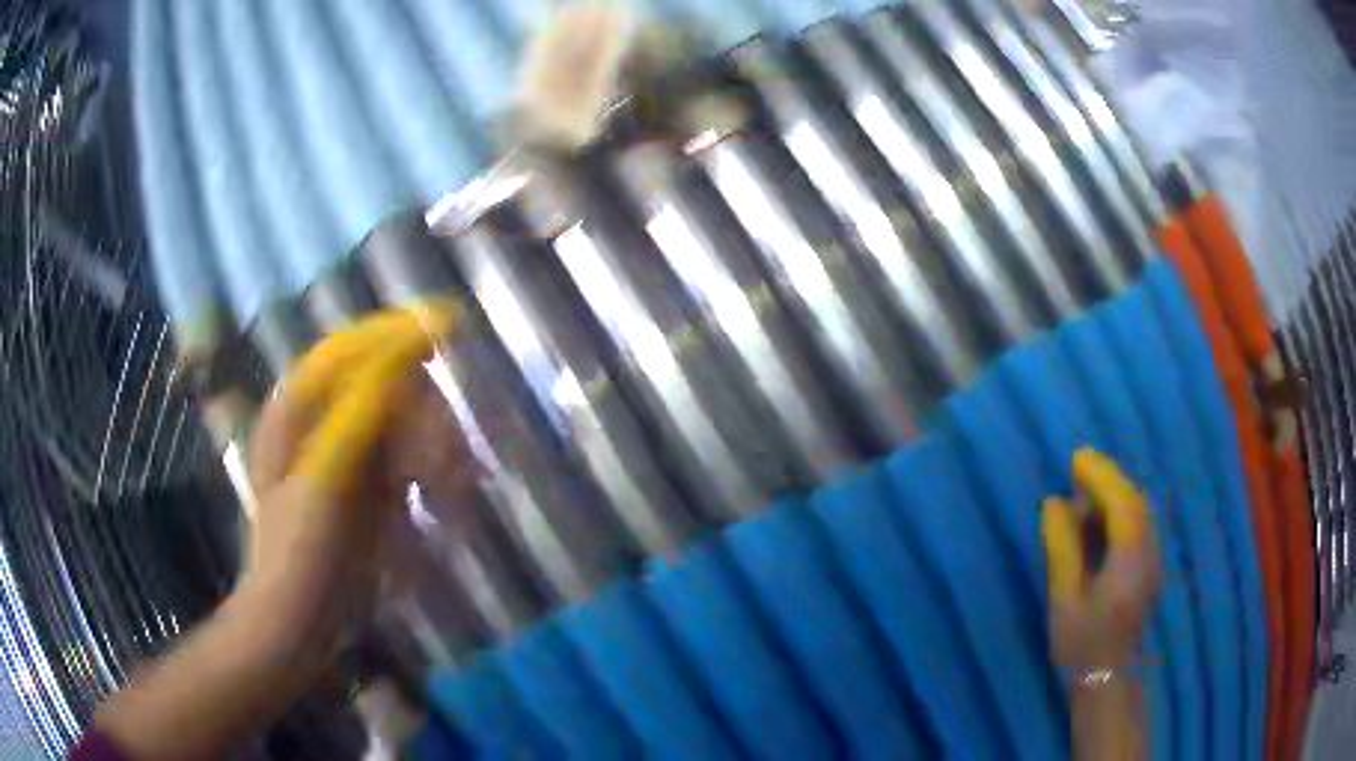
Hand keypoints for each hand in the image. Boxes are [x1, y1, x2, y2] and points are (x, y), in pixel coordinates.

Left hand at [240, 303, 463, 664]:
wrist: (301, 623)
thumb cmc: (300, 551)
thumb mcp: (325, 479)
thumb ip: (360, 411)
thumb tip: (403, 349)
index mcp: (299, 409)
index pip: (352, 349)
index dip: (398, 335)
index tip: (450, 328)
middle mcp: (326, 423)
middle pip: (390, 389)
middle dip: (426, 418)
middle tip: (449, 464)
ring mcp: (351, 458)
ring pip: (409, 427)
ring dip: (438, 453)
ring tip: (453, 497)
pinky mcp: (373, 492)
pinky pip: (415, 466)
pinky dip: (437, 481)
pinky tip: (447, 509)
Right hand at [1043, 449, 1162, 674]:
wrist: (1106, 679)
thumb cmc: (1082, 644)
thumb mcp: (1065, 599)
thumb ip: (1063, 548)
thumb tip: (1055, 503)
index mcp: (1130, 562)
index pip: (1123, 504)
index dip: (1102, 476)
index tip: (1076, 459)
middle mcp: (1149, 554)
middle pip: (1136, 502)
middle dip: (1108, 479)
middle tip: (1077, 470)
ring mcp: (1153, 560)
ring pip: (1140, 511)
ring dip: (1114, 494)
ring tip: (1084, 492)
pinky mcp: (1149, 567)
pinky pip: (1139, 525)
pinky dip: (1120, 510)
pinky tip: (1099, 519)